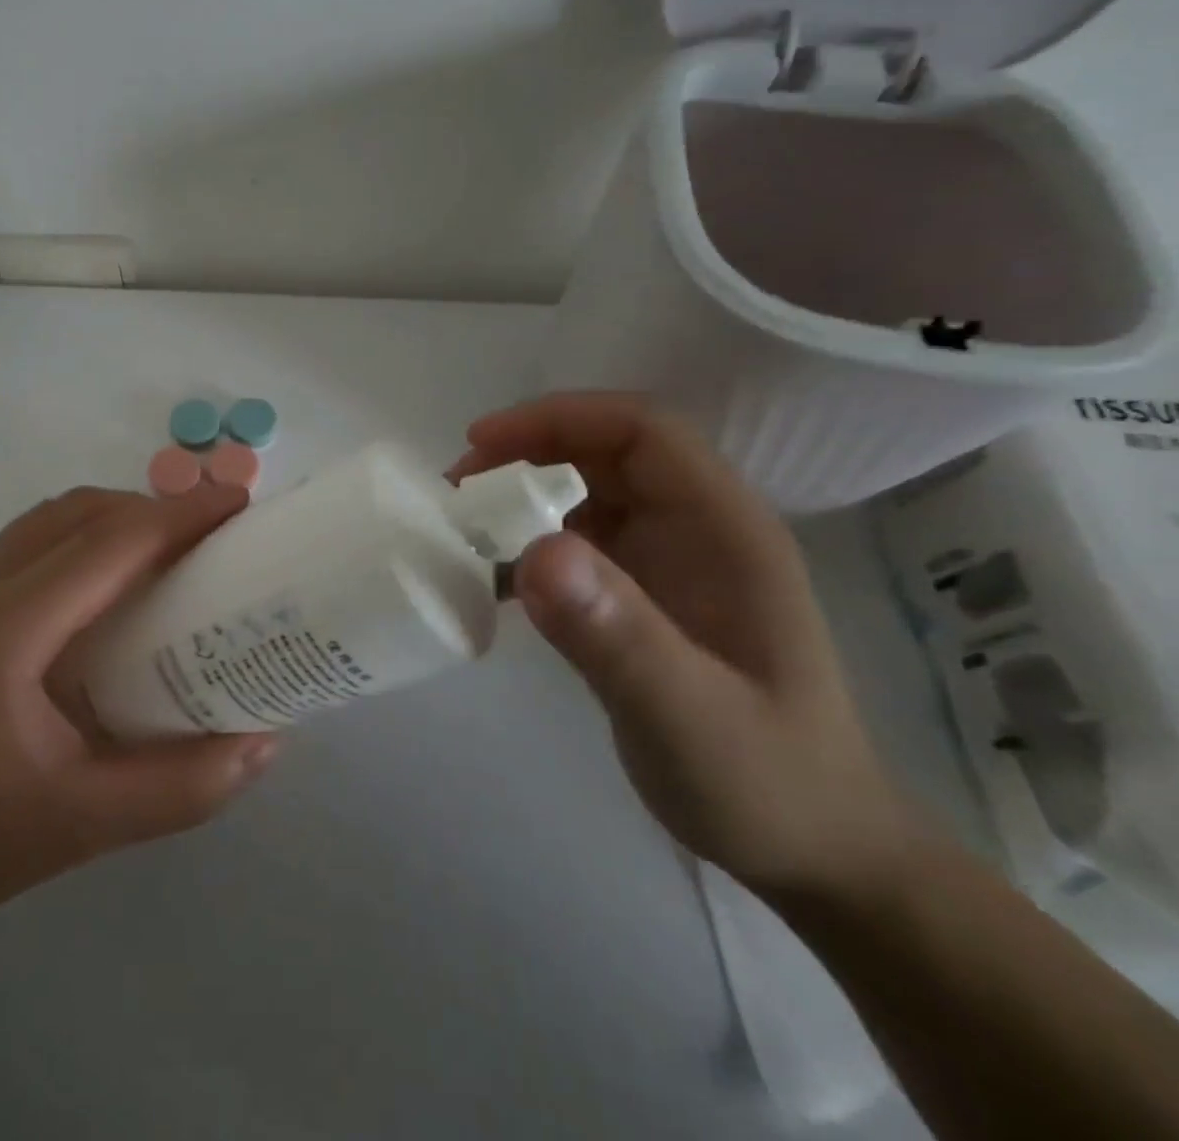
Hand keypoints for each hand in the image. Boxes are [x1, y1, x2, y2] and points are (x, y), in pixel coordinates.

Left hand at [0, 483, 276, 938]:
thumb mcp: (81, 827)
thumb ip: (180, 788)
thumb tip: (263, 743)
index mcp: (8, 630)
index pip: (110, 543)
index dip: (181, 514)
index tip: (239, 504)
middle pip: (80, 513)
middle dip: (154, 508)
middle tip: (214, 534)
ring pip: (51, 519)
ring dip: (116, 517)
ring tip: (170, 552)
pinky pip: (31, 542)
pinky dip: (84, 537)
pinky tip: (109, 588)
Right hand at [452, 393, 922, 901]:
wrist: (814, 850)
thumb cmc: (766, 783)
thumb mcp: (687, 716)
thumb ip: (617, 635)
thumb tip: (535, 552)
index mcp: (725, 531)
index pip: (641, 431)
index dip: (558, 419)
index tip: (480, 444)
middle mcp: (697, 530)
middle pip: (605, 452)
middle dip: (526, 453)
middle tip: (455, 491)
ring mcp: (669, 563)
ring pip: (584, 494)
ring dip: (520, 498)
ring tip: (460, 530)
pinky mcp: (642, 596)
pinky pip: (576, 544)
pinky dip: (527, 546)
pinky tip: (490, 581)